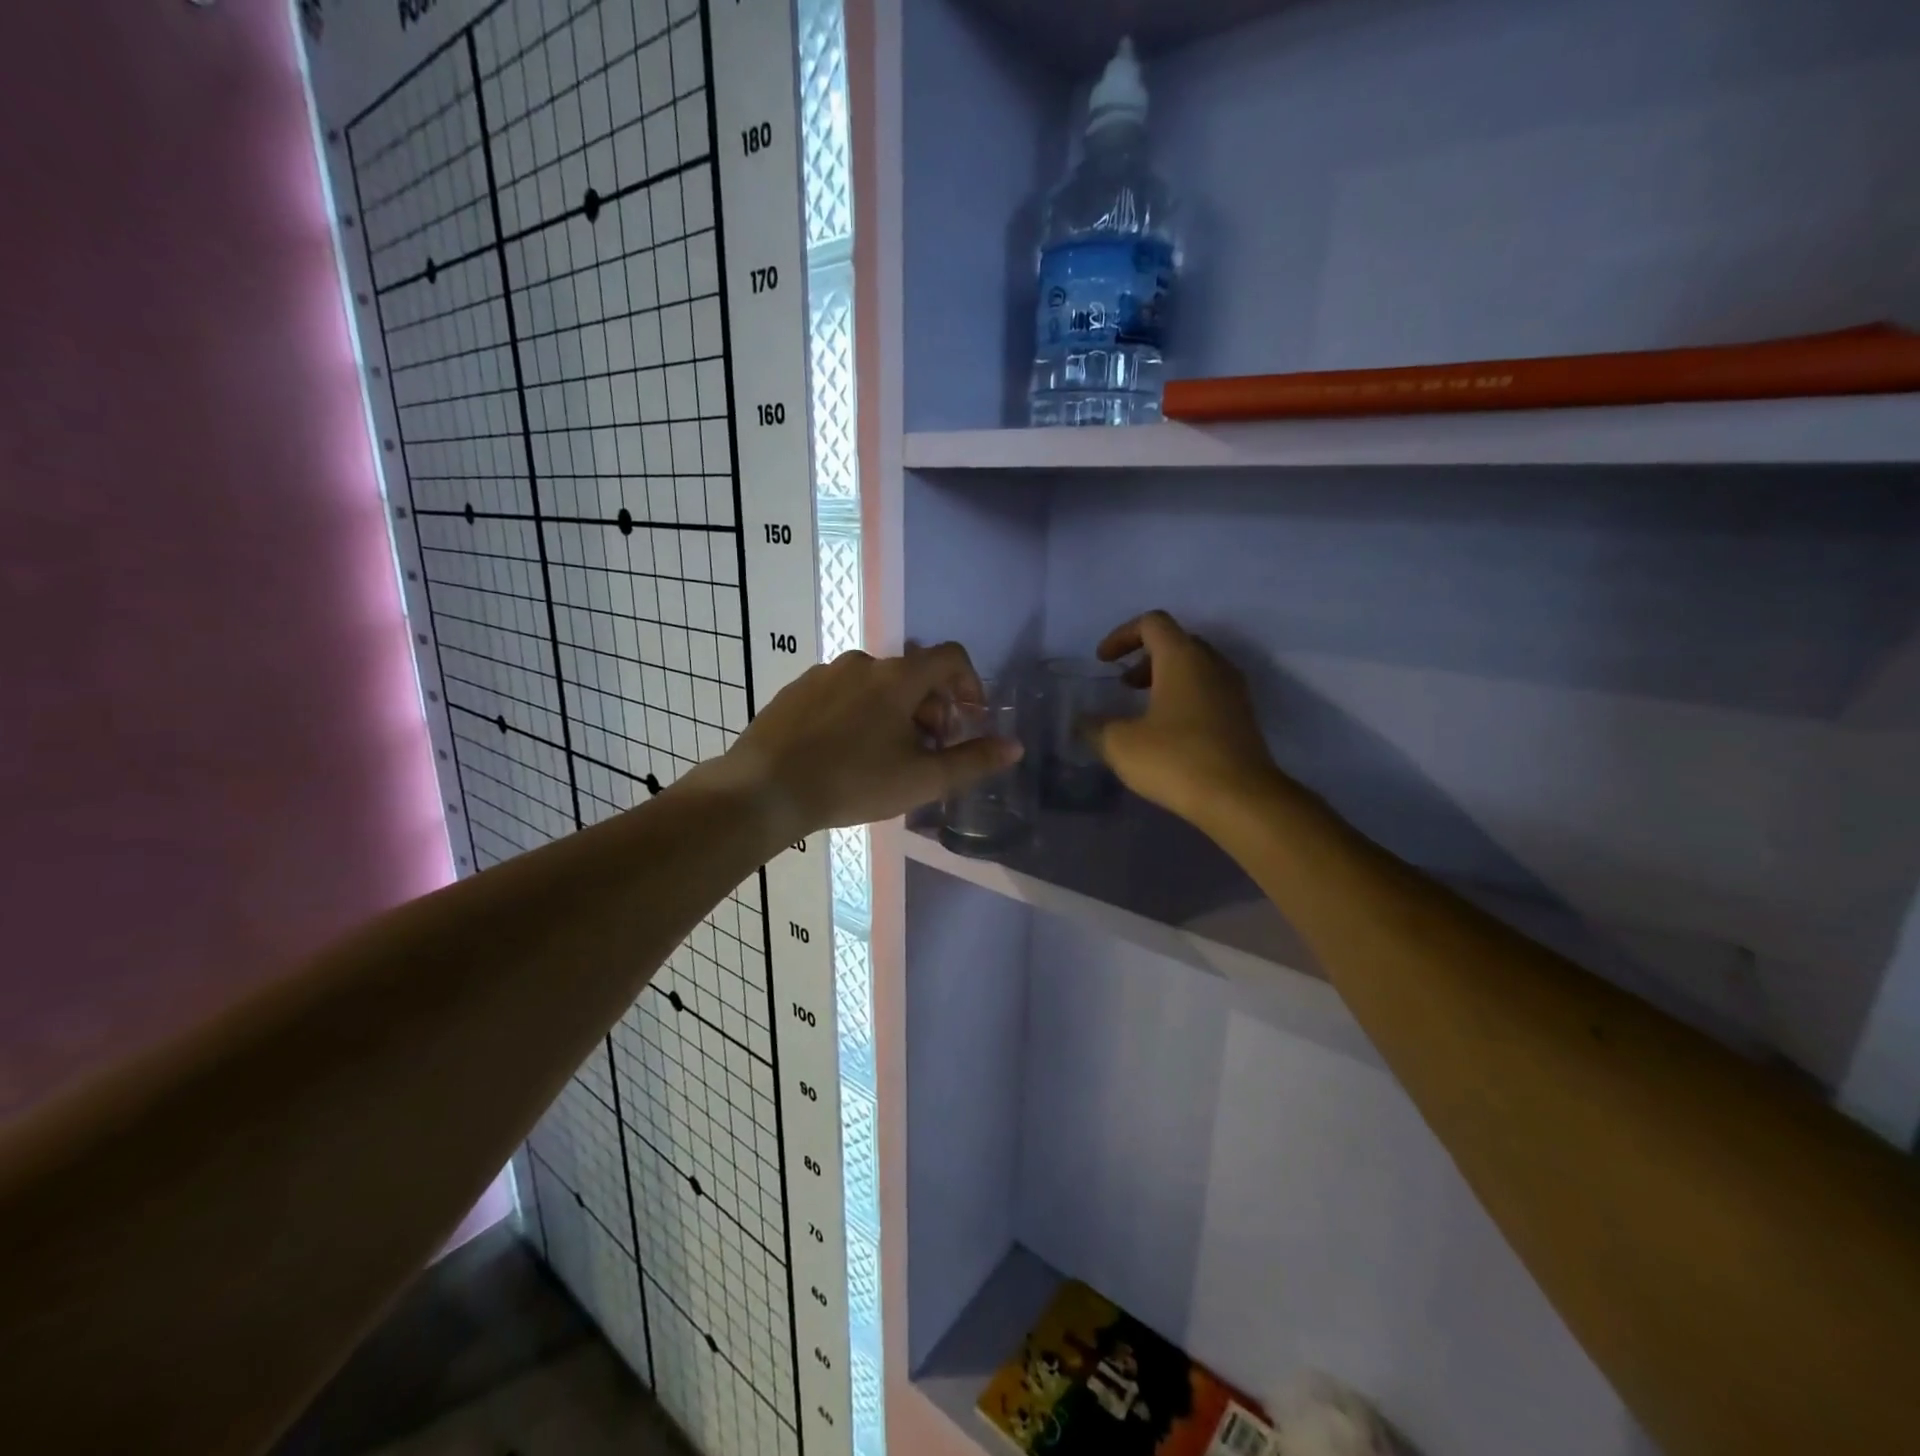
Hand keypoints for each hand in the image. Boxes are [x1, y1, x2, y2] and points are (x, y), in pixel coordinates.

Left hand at [723, 643, 1020, 836]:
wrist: (764, 790)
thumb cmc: (852, 782)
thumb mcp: (921, 779)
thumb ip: (972, 761)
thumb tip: (1015, 746)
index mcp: (898, 677)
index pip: (951, 657)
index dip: (970, 684)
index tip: (969, 719)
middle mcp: (863, 663)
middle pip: (914, 674)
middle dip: (931, 708)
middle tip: (927, 751)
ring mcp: (824, 673)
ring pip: (876, 685)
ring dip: (894, 712)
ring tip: (885, 756)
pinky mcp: (796, 689)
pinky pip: (842, 693)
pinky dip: (858, 712)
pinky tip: (844, 751)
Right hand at [1092, 611, 1282, 828]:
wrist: (1240, 799)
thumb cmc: (1176, 760)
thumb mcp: (1120, 744)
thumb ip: (1096, 727)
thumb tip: (1084, 721)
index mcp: (1182, 658)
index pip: (1152, 623)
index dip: (1122, 635)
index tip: (1103, 661)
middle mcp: (1213, 664)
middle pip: (1177, 642)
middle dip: (1145, 657)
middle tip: (1124, 685)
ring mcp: (1233, 690)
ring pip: (1196, 668)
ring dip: (1165, 678)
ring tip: (1143, 708)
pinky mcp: (1243, 717)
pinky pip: (1209, 691)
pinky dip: (1184, 698)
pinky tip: (1168, 731)